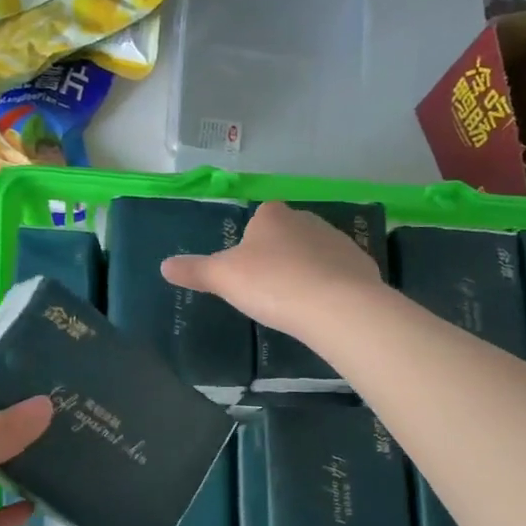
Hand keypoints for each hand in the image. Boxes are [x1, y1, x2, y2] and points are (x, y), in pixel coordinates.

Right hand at [161, 200, 381, 338]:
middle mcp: (307, 218)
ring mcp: (337, 240)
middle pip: (285, 236)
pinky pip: (337, 273)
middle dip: (277, 259)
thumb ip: (194, 270)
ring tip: (294, 304)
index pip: (256, 221)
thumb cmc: (272, 284)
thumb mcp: (223, 278)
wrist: (336, 306)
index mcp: (272, 215)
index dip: (249, 247)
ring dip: (304, 272)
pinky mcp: (361, 263)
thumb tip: (164, 265)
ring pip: (313, 254)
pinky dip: (329, 287)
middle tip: (267, 292)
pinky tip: (322, 310)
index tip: (247, 274)